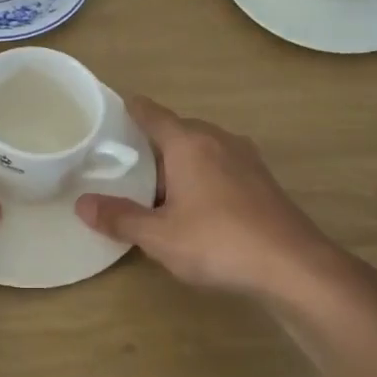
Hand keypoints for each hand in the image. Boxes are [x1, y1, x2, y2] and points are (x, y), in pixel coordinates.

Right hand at [75, 96, 368, 305]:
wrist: (294, 266)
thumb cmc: (219, 242)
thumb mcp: (159, 236)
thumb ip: (120, 218)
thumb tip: (82, 204)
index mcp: (189, 143)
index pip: (153, 114)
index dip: (131, 110)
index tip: (114, 109)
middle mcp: (219, 141)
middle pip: (179, 129)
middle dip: (153, 141)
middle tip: (125, 159)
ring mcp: (246, 159)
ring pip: (203, 148)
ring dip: (180, 159)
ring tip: (156, 183)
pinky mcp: (263, 181)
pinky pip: (222, 165)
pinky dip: (202, 174)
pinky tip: (195, 202)